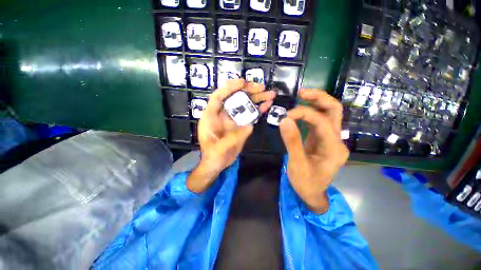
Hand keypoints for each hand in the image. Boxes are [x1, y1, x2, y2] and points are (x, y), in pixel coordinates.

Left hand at [187, 78, 275, 192]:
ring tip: (270, 94)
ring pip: (244, 105)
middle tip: (262, 88)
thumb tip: (249, 125)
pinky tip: (267, 105)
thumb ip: (232, 138)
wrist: (217, 164)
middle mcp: (223, 115)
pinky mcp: (241, 126)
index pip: (219, 97)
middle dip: (248, 91)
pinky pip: (250, 115)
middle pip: (235, 98)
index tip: (243, 82)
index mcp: (211, 117)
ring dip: (257, 99)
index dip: (229, 88)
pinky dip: (258, 110)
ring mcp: (233, 120)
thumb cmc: (212, 156)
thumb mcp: (218, 149)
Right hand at [279, 89, 348, 213]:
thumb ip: (291, 141)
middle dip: (319, 98)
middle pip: (335, 111)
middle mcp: (337, 141)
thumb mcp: (296, 164)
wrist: (311, 194)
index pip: (322, 122)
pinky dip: (311, 112)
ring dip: (316, 102)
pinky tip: (301, 110)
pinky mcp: (322, 140)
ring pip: (329, 114)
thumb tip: (284, 120)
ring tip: (301, 96)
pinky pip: (320, 121)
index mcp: (334, 148)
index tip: (286, 116)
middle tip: (302, 92)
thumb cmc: (305, 183)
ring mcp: (331, 139)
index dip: (304, 114)